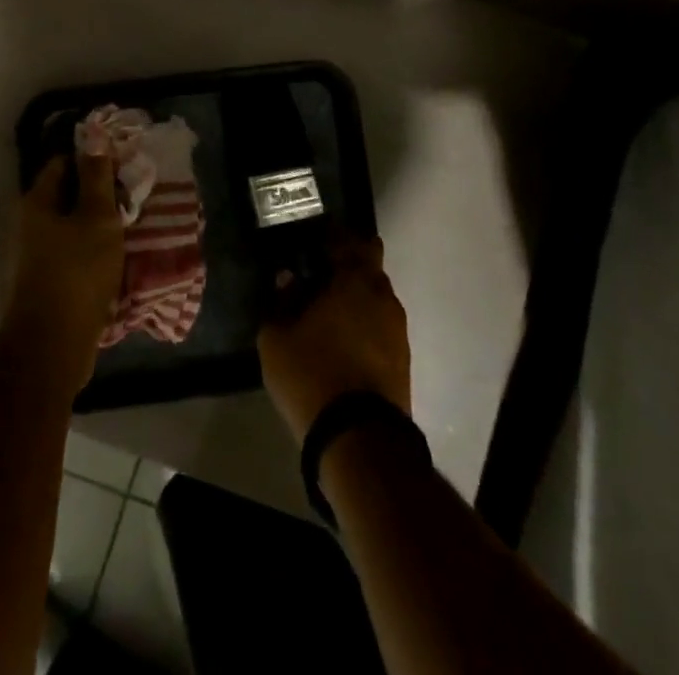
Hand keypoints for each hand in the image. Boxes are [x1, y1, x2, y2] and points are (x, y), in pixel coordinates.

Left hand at [5, 153, 124, 389]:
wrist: (53, 345)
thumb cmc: (77, 272)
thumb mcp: (96, 217)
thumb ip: (96, 176)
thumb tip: (94, 133)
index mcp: (37, 201)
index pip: (64, 162)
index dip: (94, 158)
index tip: (124, 165)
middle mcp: (30, 223)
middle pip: (68, 193)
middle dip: (100, 192)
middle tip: (133, 194)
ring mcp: (37, 254)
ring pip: (73, 224)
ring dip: (99, 222)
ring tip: (132, 222)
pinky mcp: (48, 280)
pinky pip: (74, 250)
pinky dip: (94, 247)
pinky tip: (118, 253)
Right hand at [257, 235, 410, 443]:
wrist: (358, 439)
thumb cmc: (312, 373)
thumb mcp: (276, 336)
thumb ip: (281, 300)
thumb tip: (288, 279)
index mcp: (355, 280)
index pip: (355, 241)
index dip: (337, 238)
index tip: (316, 243)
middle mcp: (383, 297)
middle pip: (369, 270)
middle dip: (347, 270)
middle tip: (318, 279)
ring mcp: (398, 331)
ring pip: (376, 301)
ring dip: (356, 302)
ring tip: (326, 316)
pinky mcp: (402, 362)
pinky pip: (380, 329)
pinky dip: (364, 328)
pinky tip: (341, 344)